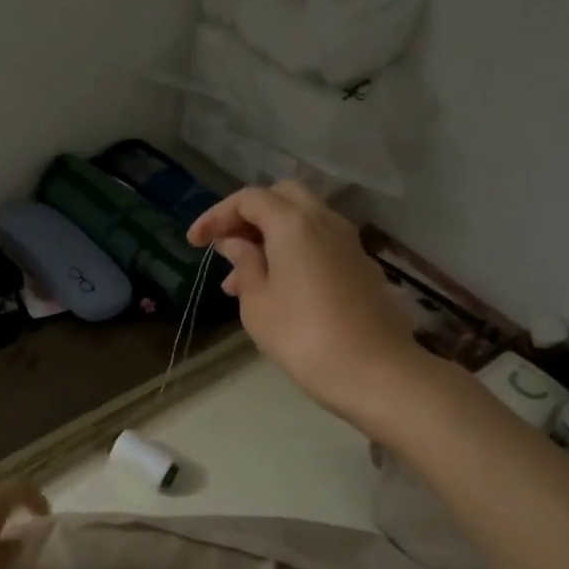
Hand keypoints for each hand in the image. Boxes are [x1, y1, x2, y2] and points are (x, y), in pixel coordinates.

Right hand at [188, 181, 420, 422]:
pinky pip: (319, 243)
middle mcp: (325, 220)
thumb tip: (236, 244)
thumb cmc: (302, 336)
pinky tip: (277, 289)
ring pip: (302, 221)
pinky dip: (293, 252)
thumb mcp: (257, 302)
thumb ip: (244, 264)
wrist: (374, 371)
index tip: (194, 242)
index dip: (216, 215)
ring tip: (239, 281)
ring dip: (269, 238)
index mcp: (293, 223)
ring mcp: (348, 242)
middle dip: (248, 216)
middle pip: (281, 197)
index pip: (248, 199)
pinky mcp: (360, 265)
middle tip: (225, 247)